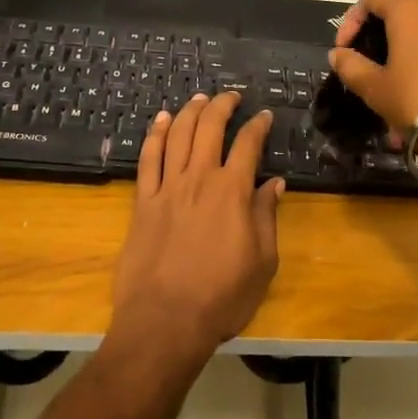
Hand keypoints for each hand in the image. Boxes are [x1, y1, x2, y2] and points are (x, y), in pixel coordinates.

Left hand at [111, 92, 282, 363]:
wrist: (165, 322)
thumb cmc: (222, 297)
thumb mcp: (262, 262)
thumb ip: (267, 217)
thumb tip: (274, 184)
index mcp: (232, 192)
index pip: (248, 144)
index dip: (257, 125)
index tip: (264, 115)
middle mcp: (199, 179)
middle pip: (209, 128)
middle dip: (222, 105)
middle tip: (231, 96)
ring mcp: (167, 188)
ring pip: (177, 135)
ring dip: (189, 111)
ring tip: (199, 98)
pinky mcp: (142, 202)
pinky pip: (148, 159)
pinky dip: (154, 135)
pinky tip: (160, 121)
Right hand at [330, 0, 417, 154]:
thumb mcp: (375, 87)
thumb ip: (351, 66)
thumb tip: (338, 54)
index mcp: (408, 11)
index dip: (353, 18)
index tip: (345, 48)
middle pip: (399, 16)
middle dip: (379, 43)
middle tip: (369, 72)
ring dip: (404, 60)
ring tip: (396, 96)